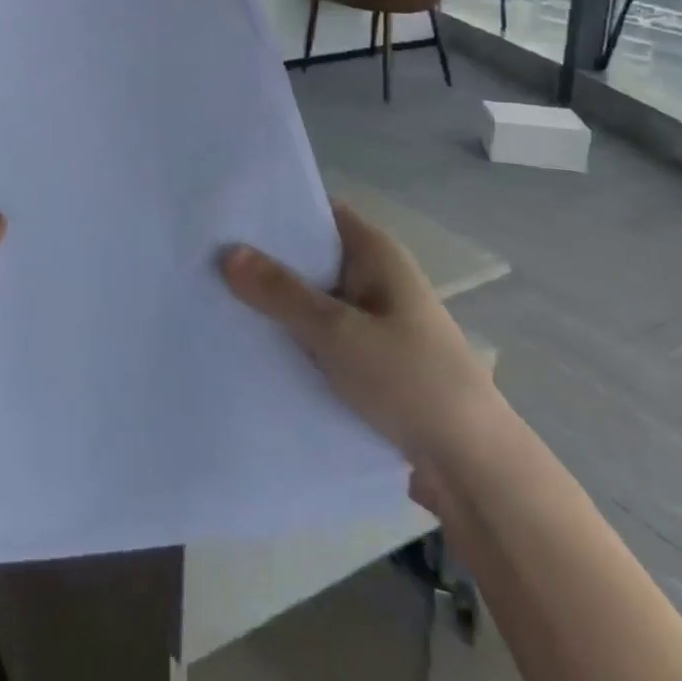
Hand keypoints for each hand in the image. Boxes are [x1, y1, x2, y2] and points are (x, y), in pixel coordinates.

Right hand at [221, 202, 497, 484]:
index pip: (319, 212)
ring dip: (276, 304)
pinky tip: (250, 344)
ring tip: (215, 298)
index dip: (276, 209)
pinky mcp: (368, 362)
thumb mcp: (338, 333)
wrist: (475, 471)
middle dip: (266, 260)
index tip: (227, 213)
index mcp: (375, 253)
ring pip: (312, 301)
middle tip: (207, 256)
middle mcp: (374, 278)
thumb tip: (227, 252)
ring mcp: (373, 322)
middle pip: (310, 256)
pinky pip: (320, 337)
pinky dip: (292, 338)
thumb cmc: (411, 381)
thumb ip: (281, 293)